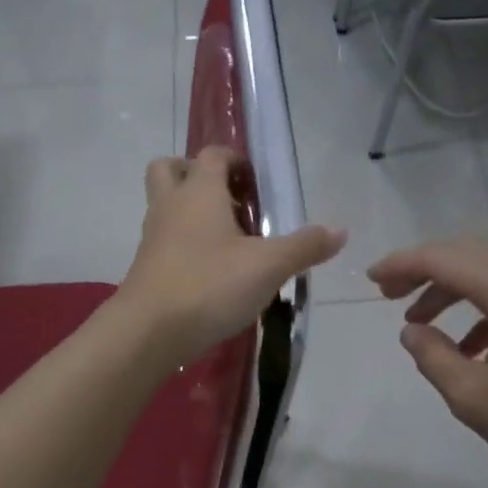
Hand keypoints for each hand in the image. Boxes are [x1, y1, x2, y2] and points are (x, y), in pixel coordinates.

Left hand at [118, 148, 344, 365]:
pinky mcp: (146, 268)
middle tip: (229, 201)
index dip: (236, 161)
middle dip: (197, 175)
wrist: (149, 331)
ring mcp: (152, 237)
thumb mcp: (268, 266)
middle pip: (171, 169)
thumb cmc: (210, 285)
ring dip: (191, 213)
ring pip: (166, 207)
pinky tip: (211, 273)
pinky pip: (164, 242)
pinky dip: (185, 246)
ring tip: (227, 242)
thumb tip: (340, 231)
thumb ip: (305, 247)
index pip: (213, 155)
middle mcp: (170, 205)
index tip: (257, 185)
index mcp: (199, 192)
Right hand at [367, 237, 487, 487]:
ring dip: (450, 289)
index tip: (370, 280)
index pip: (443, 258)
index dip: (401, 264)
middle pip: (465, 254)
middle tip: (388, 296)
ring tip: (421, 325)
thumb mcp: (474, 398)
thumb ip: (433, 357)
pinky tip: (469, 346)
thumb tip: (412, 331)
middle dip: (422, 270)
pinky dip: (480, 307)